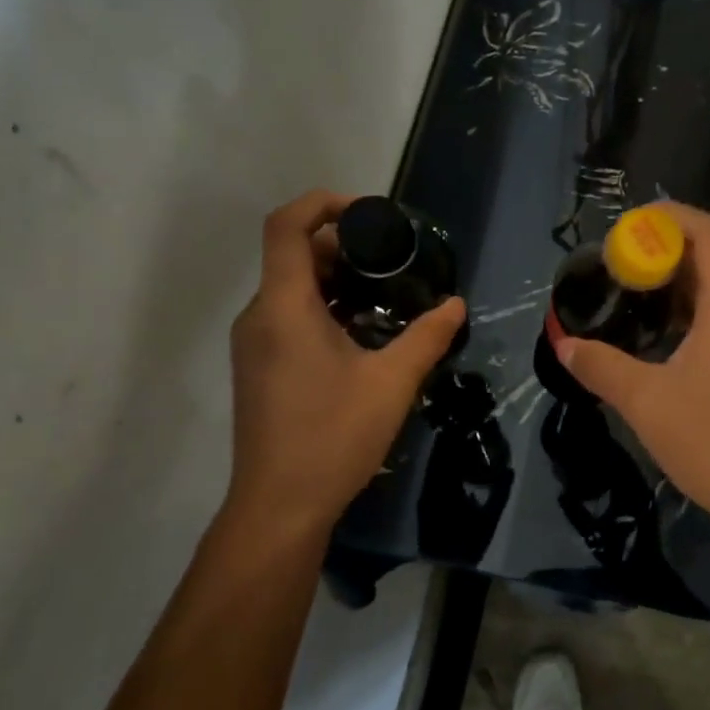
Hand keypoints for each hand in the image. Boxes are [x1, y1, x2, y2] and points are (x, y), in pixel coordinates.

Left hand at [225, 190, 465, 543]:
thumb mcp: (392, 382)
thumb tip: (456, 304)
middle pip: (292, 256)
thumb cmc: (333, 436)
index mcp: (283, 307)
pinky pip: (288, 318)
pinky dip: (323, 309)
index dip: (323, 203)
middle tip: (394, 259)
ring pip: (291, 289)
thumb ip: (427, 336)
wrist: (280, 505)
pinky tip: (364, 334)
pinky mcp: (259, 369)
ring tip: (387, 294)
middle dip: (343, 246)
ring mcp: (254, 345)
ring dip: (335, 281)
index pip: (286, 226)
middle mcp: (259, 316)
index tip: (370, 213)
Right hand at [554, 203, 709, 533]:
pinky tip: (659, 337)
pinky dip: (693, 314)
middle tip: (616, 267)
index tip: (626, 229)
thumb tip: (564, 345)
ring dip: (677, 287)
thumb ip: (600, 366)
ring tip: (629, 297)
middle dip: (663, 254)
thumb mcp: (645, 401)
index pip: (708, 232)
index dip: (668, 218)